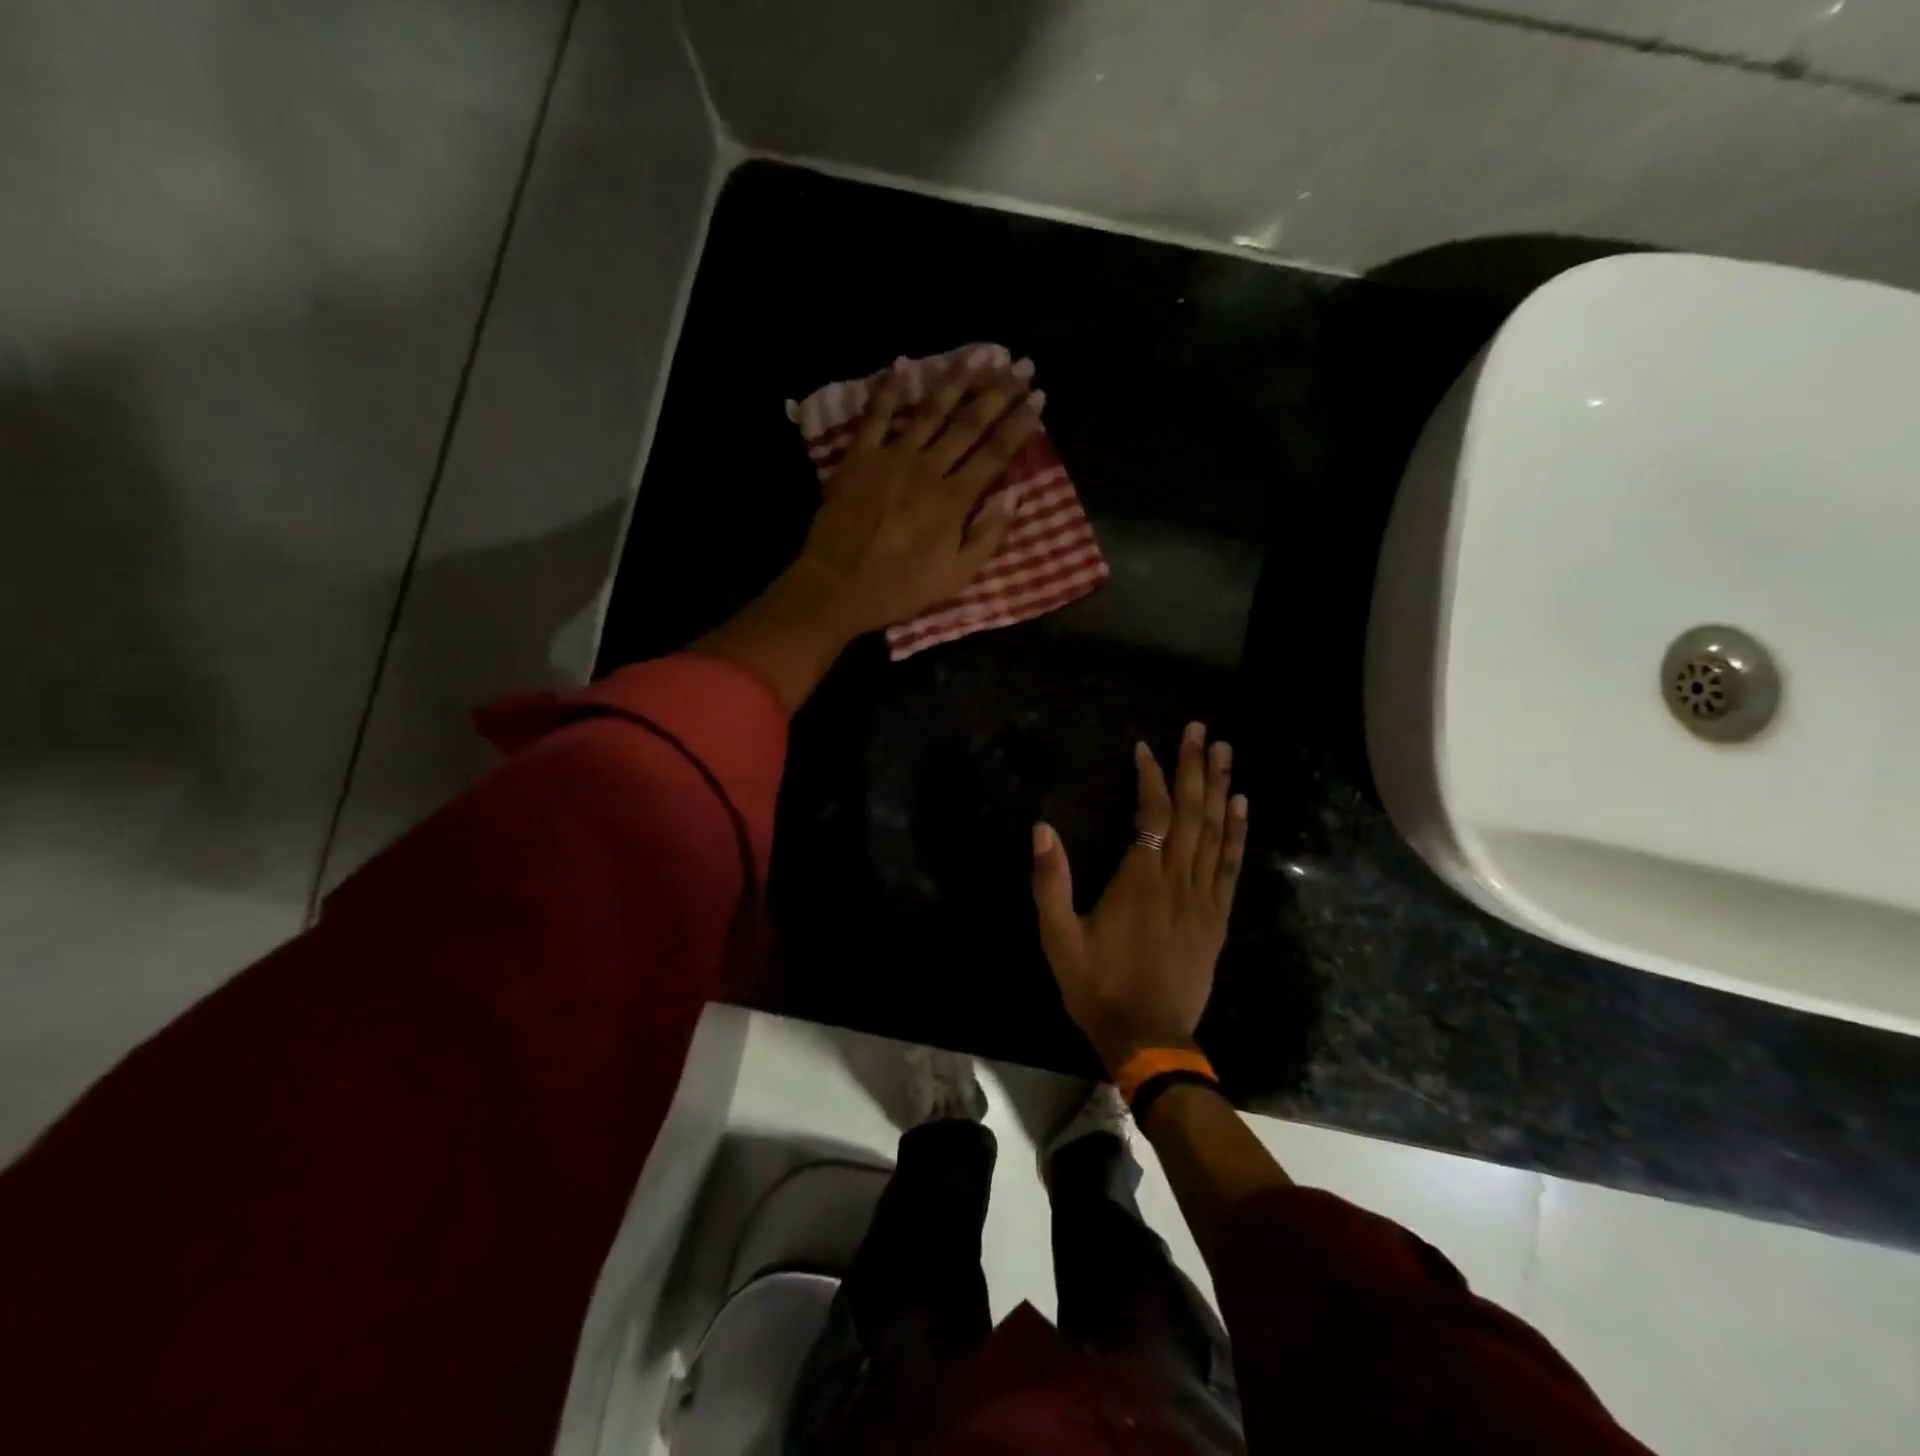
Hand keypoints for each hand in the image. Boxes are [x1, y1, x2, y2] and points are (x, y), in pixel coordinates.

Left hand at [787, 358, 1044, 637]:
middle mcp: (928, 468)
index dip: (1019, 424)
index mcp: (954, 500)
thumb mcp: (955, 576)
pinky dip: (888, 390)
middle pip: (969, 423)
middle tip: (1021, 365)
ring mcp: (891, 458)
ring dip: (956, 381)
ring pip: (929, 411)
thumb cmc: (899, 588)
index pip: (995, 453)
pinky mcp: (859, 457)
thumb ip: (988, 536)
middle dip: (998, 393)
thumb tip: (1015, 495)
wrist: (837, 586)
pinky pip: (875, 416)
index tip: (1039, 397)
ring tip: (978, 355)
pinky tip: (902, 366)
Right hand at [1031, 723, 1248, 1074]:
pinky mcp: (1217, 918)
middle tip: (1201, 730)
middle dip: (1195, 767)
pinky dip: (1237, 833)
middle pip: (1191, 813)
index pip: (1151, 814)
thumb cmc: (1098, 986)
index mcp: (1139, 881)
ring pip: (1215, 833)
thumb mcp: (1059, 938)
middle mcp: (1177, 880)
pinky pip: (1231, 866)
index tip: (1145, 748)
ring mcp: (1203, 899)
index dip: (1151, 777)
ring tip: (1225, 752)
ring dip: (1220, 789)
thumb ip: (1051, 882)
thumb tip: (1042, 829)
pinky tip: (1241, 806)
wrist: (1148, 1038)